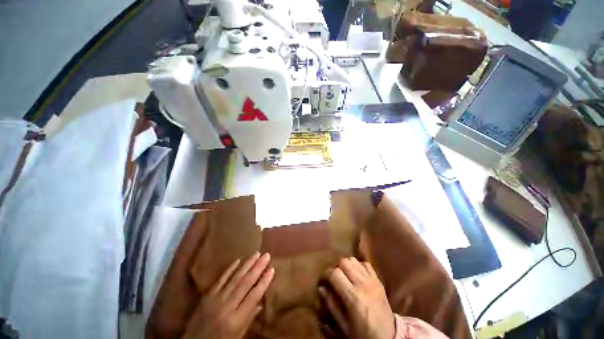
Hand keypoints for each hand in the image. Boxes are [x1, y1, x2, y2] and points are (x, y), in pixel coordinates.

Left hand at [183, 252, 273, 338]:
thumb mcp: (238, 335)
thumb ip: (249, 317)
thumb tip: (261, 301)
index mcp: (236, 319)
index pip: (253, 296)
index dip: (263, 282)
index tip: (271, 269)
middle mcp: (227, 306)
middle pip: (245, 283)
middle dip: (257, 268)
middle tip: (266, 255)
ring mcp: (216, 299)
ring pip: (234, 278)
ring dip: (247, 264)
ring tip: (256, 253)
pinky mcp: (207, 295)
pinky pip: (221, 279)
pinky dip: (230, 269)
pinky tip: (238, 260)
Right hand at [320, 257, 394, 338]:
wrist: (388, 337)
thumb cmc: (363, 333)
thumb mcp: (343, 325)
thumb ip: (331, 305)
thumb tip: (321, 288)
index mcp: (353, 296)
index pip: (334, 273)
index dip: (325, 274)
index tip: (322, 281)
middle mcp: (362, 283)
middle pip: (344, 261)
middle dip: (335, 268)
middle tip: (334, 278)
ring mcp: (372, 279)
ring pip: (353, 260)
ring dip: (346, 265)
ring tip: (344, 275)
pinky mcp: (378, 279)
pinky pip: (365, 264)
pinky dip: (358, 266)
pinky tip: (356, 275)